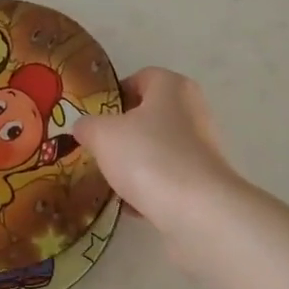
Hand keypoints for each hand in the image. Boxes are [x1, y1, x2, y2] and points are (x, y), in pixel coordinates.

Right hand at [73, 68, 236, 224]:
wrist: (197, 210)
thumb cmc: (148, 156)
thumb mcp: (102, 135)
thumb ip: (87, 125)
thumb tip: (84, 127)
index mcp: (172, 86)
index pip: (140, 78)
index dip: (114, 95)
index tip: (94, 117)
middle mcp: (192, 110)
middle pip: (148, 115)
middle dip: (121, 133)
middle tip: (97, 149)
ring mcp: (202, 146)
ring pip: (156, 149)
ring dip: (133, 163)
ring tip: (109, 180)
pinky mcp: (204, 180)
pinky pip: (167, 177)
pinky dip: (149, 187)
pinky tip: (129, 204)